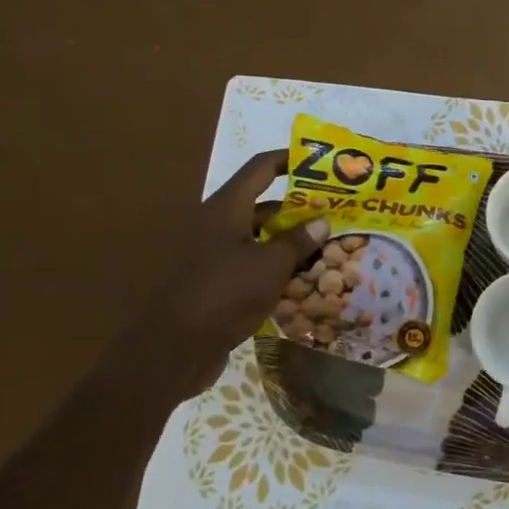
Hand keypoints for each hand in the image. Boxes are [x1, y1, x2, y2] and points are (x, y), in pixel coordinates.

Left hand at [147, 149, 328, 357]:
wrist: (175, 349)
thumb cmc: (225, 294)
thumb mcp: (271, 265)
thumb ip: (298, 241)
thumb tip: (322, 221)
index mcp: (226, 209)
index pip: (260, 169)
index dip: (289, 159)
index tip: (318, 161)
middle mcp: (217, 224)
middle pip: (262, 203)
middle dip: (298, 206)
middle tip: (332, 209)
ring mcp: (213, 254)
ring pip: (258, 235)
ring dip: (289, 237)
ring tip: (325, 243)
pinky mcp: (214, 281)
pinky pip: (250, 261)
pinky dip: (274, 263)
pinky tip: (301, 275)